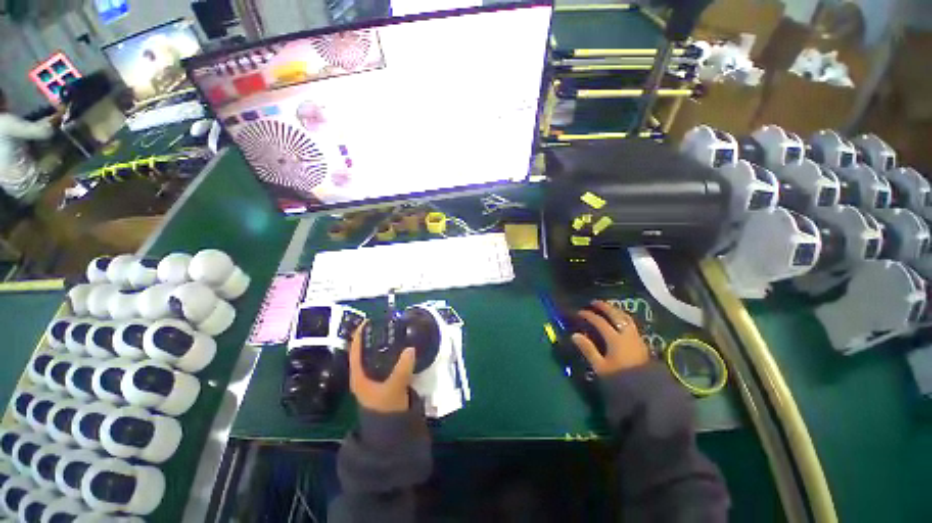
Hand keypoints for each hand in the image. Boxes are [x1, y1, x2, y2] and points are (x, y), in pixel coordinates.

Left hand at [349, 322, 416, 412]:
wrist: (392, 431)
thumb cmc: (386, 409)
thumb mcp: (393, 388)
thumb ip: (402, 368)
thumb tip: (411, 348)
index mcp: (359, 376)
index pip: (355, 350)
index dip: (359, 334)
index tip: (369, 320)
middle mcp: (364, 375)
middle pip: (367, 350)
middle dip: (375, 336)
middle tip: (388, 323)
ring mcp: (376, 378)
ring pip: (378, 356)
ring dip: (385, 344)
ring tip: (396, 331)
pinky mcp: (386, 380)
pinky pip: (388, 361)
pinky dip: (394, 353)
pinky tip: (403, 348)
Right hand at [572, 300, 649, 375]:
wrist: (647, 391)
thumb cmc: (620, 379)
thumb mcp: (600, 366)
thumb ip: (588, 349)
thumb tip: (575, 335)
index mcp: (615, 339)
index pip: (600, 322)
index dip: (589, 315)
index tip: (579, 313)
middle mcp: (626, 334)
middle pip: (615, 315)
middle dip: (604, 307)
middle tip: (594, 302)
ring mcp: (636, 337)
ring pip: (626, 318)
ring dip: (615, 310)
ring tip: (607, 308)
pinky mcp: (641, 343)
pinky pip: (630, 324)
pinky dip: (622, 318)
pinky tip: (619, 320)